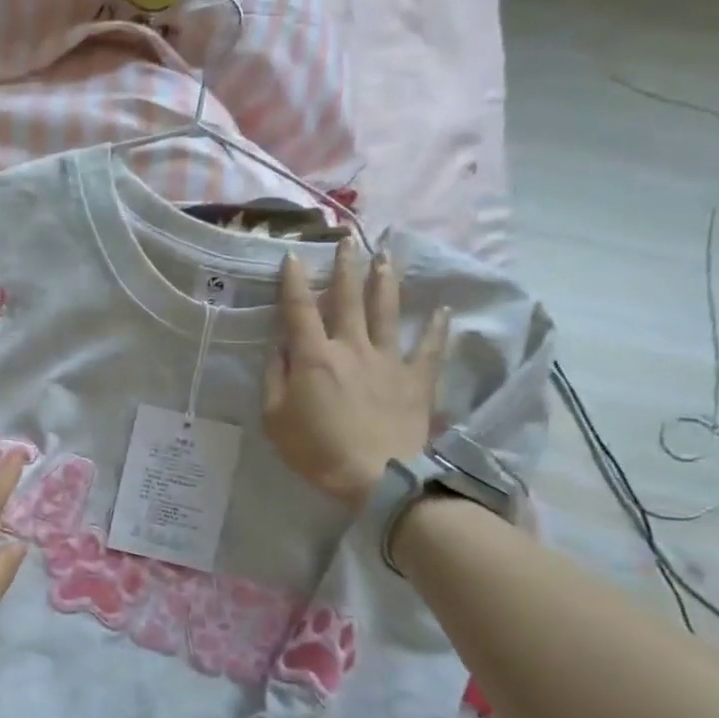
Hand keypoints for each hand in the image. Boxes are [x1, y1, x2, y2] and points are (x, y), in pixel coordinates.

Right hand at [263, 241, 449, 512]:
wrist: (376, 477)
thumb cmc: (316, 450)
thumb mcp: (275, 418)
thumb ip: (276, 378)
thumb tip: (281, 348)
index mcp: (314, 357)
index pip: (299, 309)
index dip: (294, 281)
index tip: (293, 255)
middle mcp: (351, 347)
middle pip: (347, 298)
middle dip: (345, 267)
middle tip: (347, 240)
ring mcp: (388, 360)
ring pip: (386, 311)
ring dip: (384, 281)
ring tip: (387, 256)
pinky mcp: (416, 379)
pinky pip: (429, 347)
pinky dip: (437, 327)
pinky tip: (443, 309)